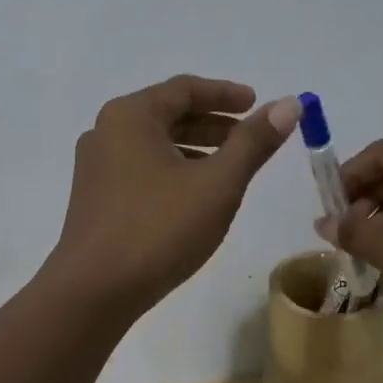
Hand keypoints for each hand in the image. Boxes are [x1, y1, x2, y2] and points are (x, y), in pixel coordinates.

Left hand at [47, 76, 300, 314]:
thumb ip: (253, 142)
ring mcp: (95, 167)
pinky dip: (173, 171)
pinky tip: (195, 197)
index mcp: (130, 116)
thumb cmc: (158, 229)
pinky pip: (141, 169)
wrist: (92, 293)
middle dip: (213, 123)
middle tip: (249, 137)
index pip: (184, 89)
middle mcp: (106, 131)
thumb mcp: (217, 184)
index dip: (226, 94)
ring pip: (155, 144)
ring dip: (195, 149)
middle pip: (168, 114)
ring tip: (230, 169)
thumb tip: (289, 104)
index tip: (257, 104)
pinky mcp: (94, 198)